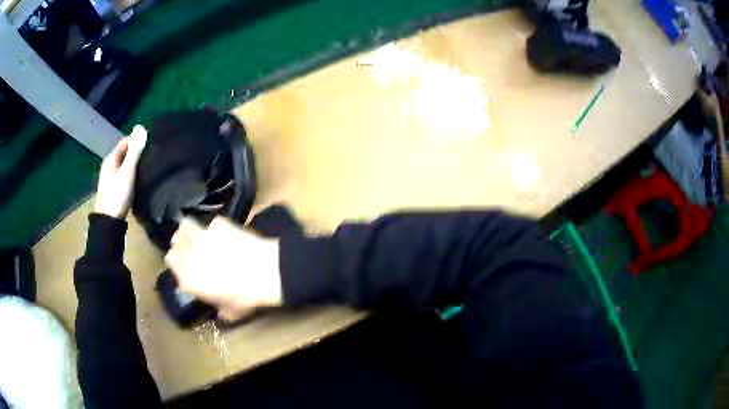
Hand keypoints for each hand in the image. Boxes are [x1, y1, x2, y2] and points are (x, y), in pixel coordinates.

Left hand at [94, 125, 147, 218]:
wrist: (108, 222)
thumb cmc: (117, 195)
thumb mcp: (127, 172)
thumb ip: (135, 151)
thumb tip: (141, 126)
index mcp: (111, 158)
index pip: (125, 141)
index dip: (137, 139)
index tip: (151, 143)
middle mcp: (108, 165)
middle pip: (123, 152)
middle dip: (135, 151)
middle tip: (151, 154)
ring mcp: (109, 178)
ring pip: (123, 164)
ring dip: (133, 163)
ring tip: (146, 166)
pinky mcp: (112, 189)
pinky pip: (122, 174)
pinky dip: (130, 173)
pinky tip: (137, 179)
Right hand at [165, 217, 282, 320]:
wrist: (263, 272)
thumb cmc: (245, 297)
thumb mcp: (231, 313)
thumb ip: (219, 309)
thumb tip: (220, 308)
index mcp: (188, 278)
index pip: (171, 265)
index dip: (177, 265)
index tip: (184, 268)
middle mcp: (189, 255)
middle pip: (175, 246)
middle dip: (179, 248)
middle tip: (188, 251)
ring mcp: (202, 236)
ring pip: (185, 227)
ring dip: (188, 231)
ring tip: (195, 235)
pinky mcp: (218, 224)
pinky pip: (211, 223)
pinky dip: (214, 228)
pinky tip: (222, 232)